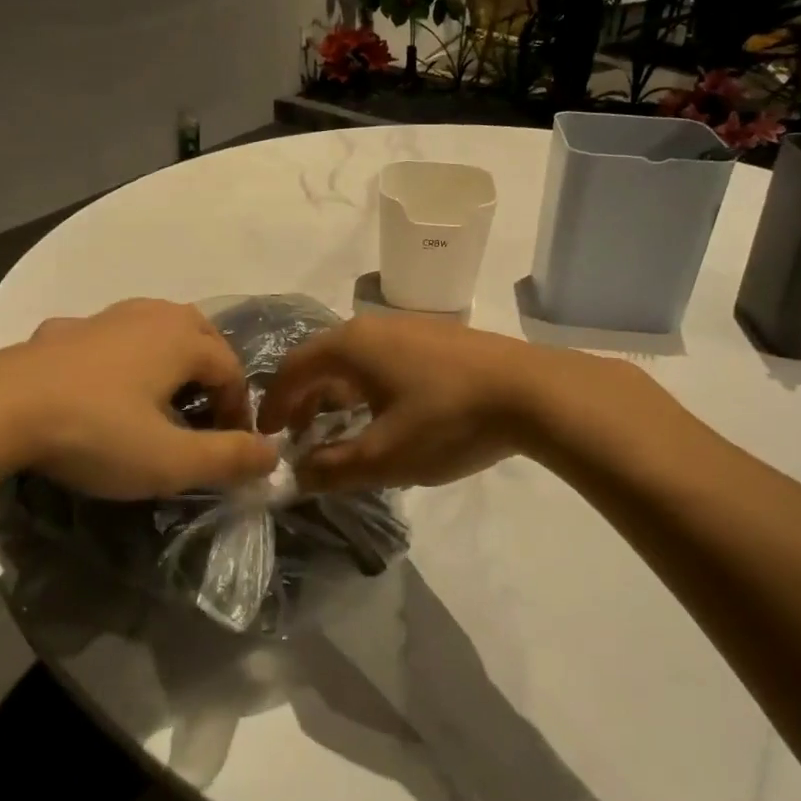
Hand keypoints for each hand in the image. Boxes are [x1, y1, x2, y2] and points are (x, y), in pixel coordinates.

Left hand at [6, 299, 276, 498]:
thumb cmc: (97, 432)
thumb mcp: (170, 460)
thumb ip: (228, 458)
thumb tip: (273, 455)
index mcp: (183, 338)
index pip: (232, 370)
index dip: (239, 411)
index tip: (231, 448)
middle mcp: (151, 314)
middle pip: (201, 337)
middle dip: (211, 376)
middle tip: (205, 418)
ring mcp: (105, 316)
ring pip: (156, 330)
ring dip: (170, 361)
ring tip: (161, 399)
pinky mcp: (65, 329)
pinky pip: (111, 338)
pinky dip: (122, 358)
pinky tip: (103, 387)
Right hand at [256, 312, 552, 491]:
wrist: (533, 392)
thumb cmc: (448, 419)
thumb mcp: (384, 456)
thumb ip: (332, 468)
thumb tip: (298, 474)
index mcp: (351, 345)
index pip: (294, 368)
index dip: (274, 404)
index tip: (267, 436)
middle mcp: (374, 326)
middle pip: (322, 360)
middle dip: (305, 400)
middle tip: (300, 437)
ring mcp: (409, 327)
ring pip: (356, 360)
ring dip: (338, 395)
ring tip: (341, 430)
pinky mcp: (438, 338)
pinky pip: (384, 360)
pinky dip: (368, 387)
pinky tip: (387, 415)